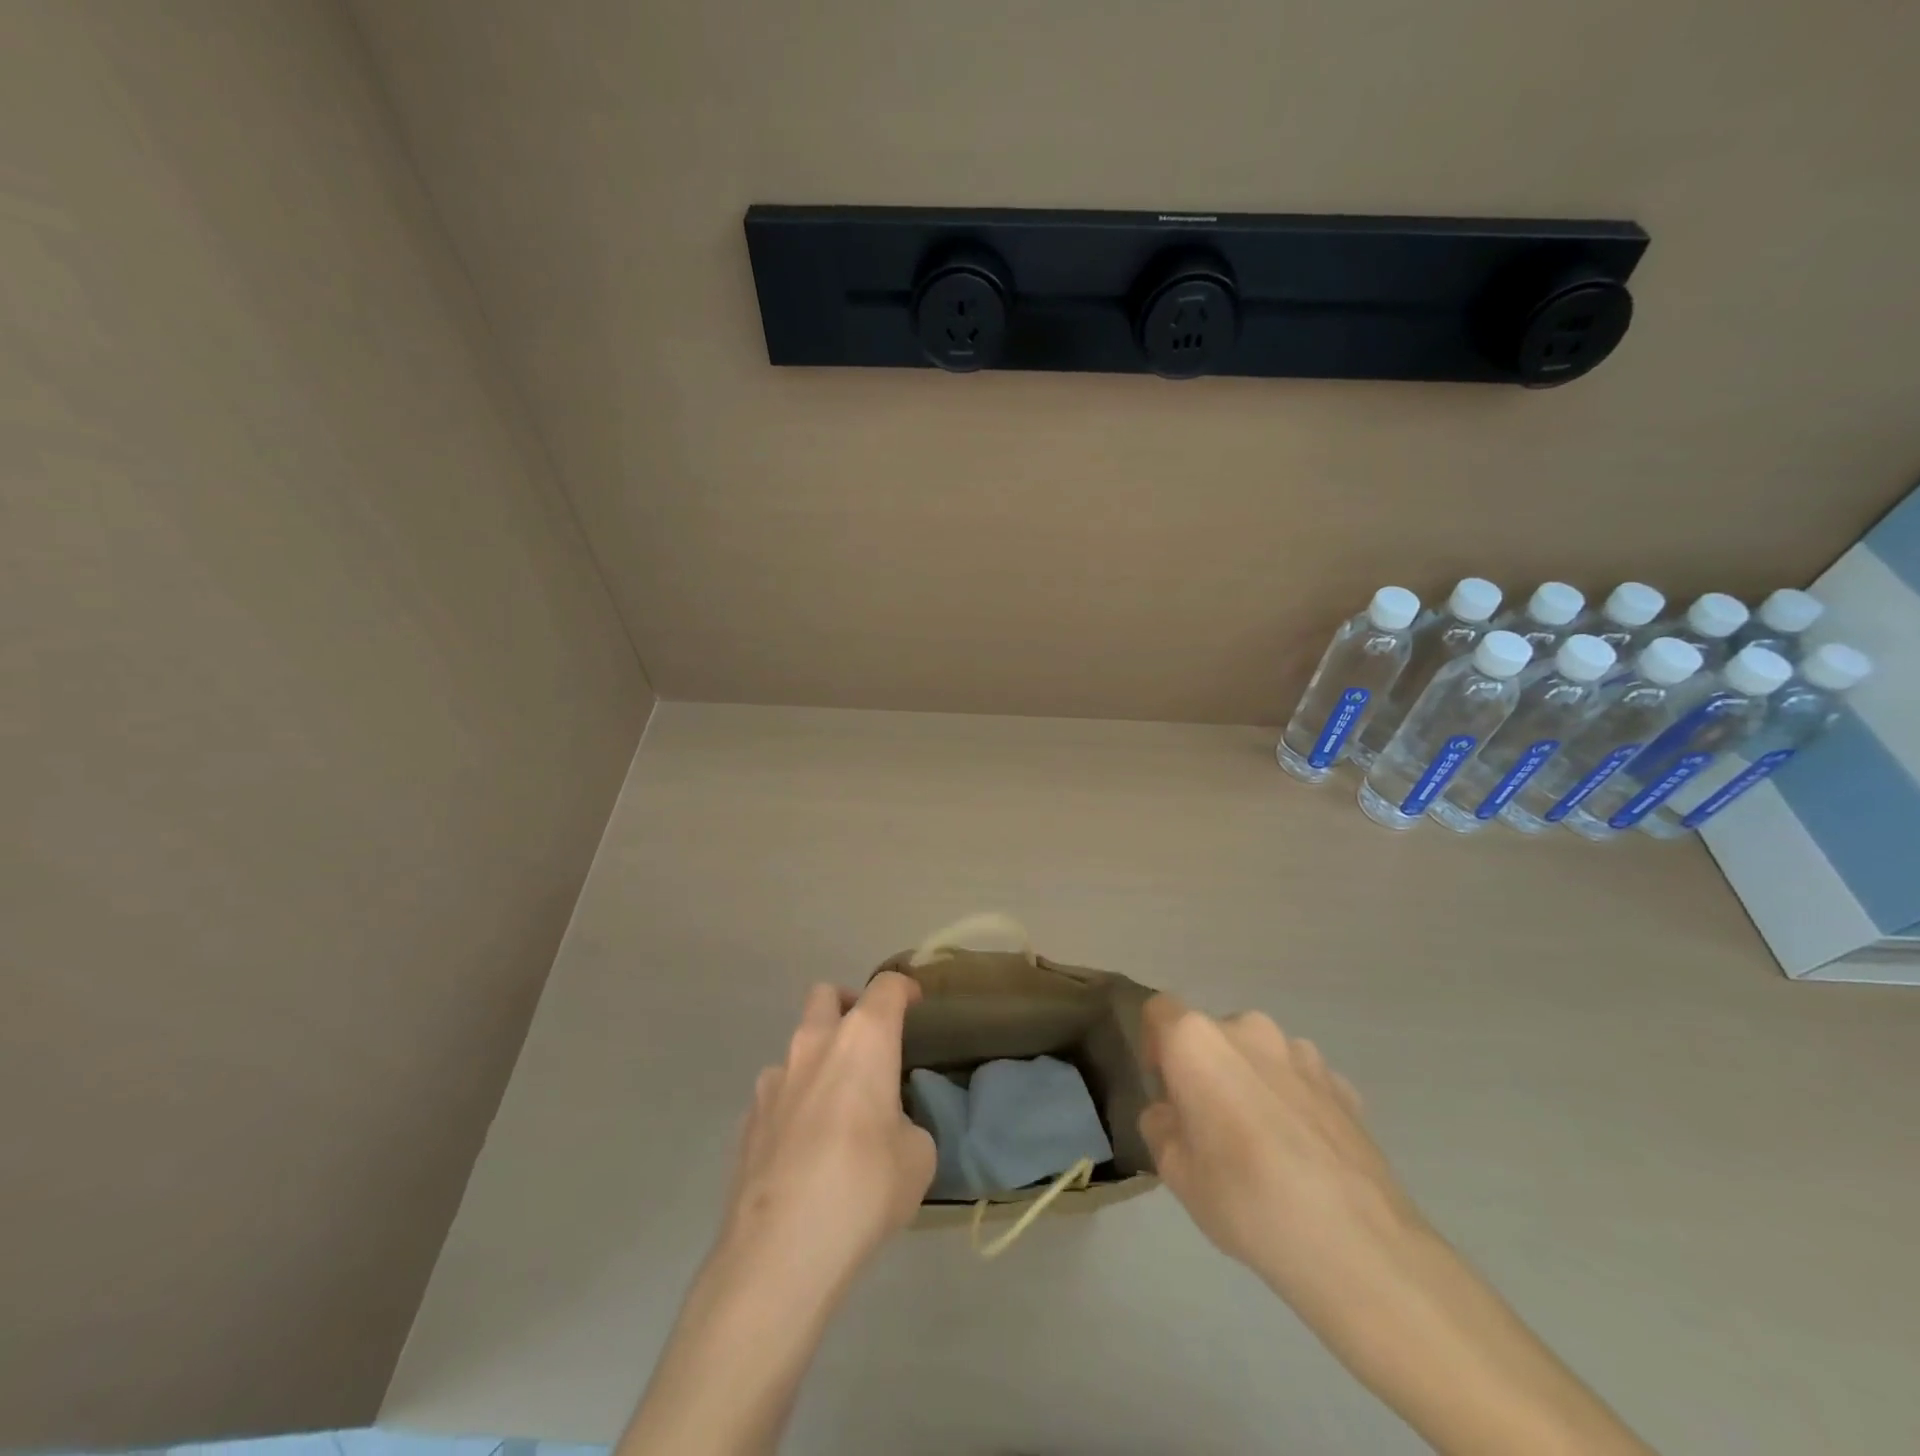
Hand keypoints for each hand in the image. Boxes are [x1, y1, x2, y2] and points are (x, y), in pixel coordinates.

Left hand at [717, 971, 935, 1295]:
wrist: (781, 1249)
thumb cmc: (864, 1186)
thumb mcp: (917, 1156)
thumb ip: (907, 1124)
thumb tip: (890, 1127)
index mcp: (863, 1039)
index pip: (886, 988)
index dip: (903, 989)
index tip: (914, 1003)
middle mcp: (814, 1044)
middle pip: (826, 995)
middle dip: (848, 1006)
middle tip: (868, 1043)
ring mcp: (773, 1080)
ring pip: (797, 1046)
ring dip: (819, 1061)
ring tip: (837, 1109)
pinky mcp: (747, 1119)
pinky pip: (777, 1093)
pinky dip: (795, 1103)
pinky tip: (806, 1148)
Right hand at [1138, 994, 1421, 1309]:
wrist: (1358, 1245)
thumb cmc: (1246, 1199)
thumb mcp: (1175, 1172)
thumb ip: (1161, 1126)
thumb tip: (1172, 1113)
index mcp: (1198, 1041)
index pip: (1160, 1012)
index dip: (1155, 1045)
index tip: (1164, 1089)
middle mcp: (1248, 1029)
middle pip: (1213, 1035)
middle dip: (1206, 1069)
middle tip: (1210, 1125)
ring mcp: (1303, 1053)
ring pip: (1260, 1057)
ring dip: (1252, 1082)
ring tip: (1263, 1144)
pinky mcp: (1343, 1085)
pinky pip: (1301, 1081)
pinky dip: (1293, 1103)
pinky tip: (1303, 1155)